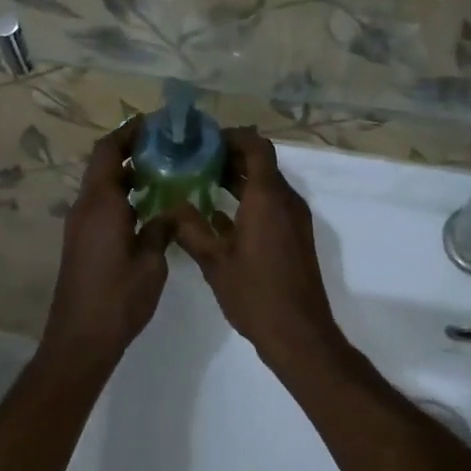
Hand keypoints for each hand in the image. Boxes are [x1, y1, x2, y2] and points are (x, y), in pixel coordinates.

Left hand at [43, 119, 172, 363]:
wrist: (80, 338)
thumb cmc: (118, 297)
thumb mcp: (152, 261)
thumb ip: (162, 227)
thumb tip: (173, 208)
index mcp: (101, 203)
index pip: (109, 151)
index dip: (129, 132)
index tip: (155, 123)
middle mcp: (85, 207)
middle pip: (104, 163)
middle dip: (131, 149)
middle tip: (167, 145)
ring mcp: (80, 224)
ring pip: (103, 184)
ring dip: (128, 172)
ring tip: (165, 169)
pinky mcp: (82, 241)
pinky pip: (102, 204)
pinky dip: (123, 194)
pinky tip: (150, 204)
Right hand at [166, 129, 344, 369]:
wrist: (299, 333)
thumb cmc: (255, 294)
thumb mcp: (214, 261)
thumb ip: (191, 229)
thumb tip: (172, 206)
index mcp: (268, 197)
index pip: (256, 146)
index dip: (232, 137)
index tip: (203, 141)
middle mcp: (286, 200)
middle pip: (261, 163)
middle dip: (230, 157)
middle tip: (194, 160)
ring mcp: (294, 219)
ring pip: (267, 184)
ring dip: (239, 179)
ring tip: (201, 182)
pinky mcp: (295, 236)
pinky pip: (272, 204)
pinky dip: (249, 200)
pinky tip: (219, 216)